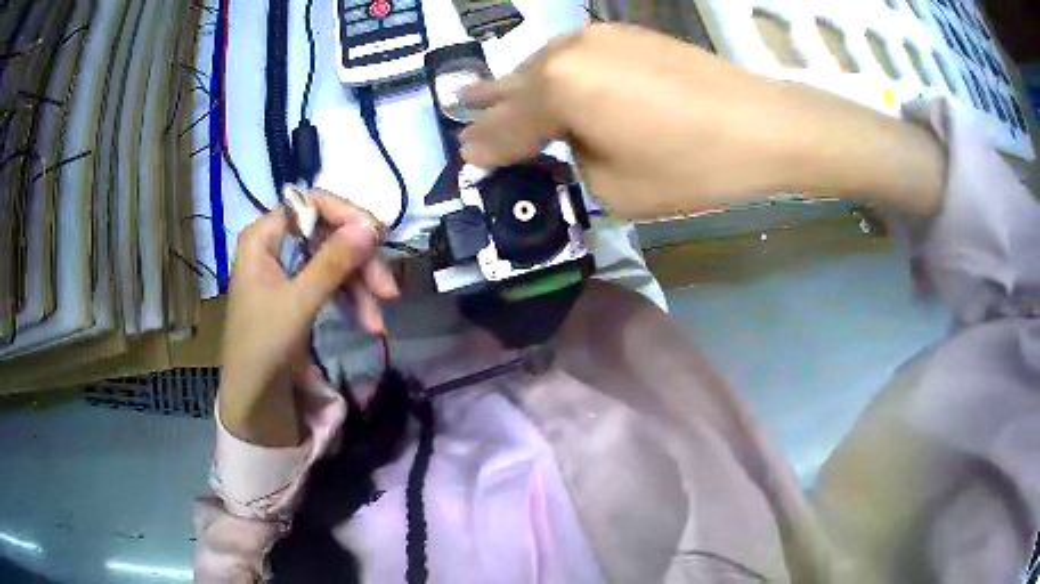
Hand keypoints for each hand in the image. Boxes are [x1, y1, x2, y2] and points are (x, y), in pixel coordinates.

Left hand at [218, 192, 399, 446]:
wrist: (252, 399)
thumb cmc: (263, 346)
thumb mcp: (299, 303)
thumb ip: (333, 262)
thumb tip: (372, 226)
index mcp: (263, 237)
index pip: (310, 204)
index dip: (346, 215)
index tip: (378, 237)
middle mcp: (274, 246)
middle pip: (327, 234)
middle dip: (360, 263)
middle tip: (389, 291)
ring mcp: (287, 270)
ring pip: (334, 261)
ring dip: (360, 287)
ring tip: (379, 322)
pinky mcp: (298, 293)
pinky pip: (331, 283)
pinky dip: (351, 300)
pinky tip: (368, 322)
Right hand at [460, 24, 943, 218]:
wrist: (762, 126)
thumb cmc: (692, 166)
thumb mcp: (614, 188)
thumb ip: (570, 163)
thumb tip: (562, 143)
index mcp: (557, 88)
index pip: (507, 127)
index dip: (485, 148)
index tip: (465, 159)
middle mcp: (567, 51)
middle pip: (517, 86)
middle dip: (489, 108)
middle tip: (460, 112)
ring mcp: (598, 36)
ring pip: (542, 65)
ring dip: (517, 85)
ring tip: (487, 94)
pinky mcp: (626, 35)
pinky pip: (573, 56)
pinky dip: (555, 74)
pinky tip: (548, 81)